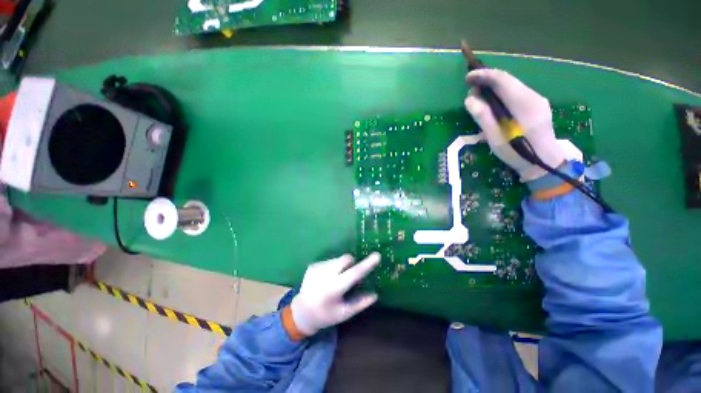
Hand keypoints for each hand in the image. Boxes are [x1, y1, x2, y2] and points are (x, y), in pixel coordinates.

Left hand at [290, 253, 380, 335]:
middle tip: (350, 276)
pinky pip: (330, 261)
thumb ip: (360, 303)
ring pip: (338, 259)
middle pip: (346, 259)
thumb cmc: (325, 315)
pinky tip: (327, 279)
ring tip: (336, 279)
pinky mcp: (313, 265)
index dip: (366, 264)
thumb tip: (375, 294)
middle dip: (352, 264)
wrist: (301, 312)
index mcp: (334, 289)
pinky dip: (333, 267)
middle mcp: (325, 275)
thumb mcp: (344, 314)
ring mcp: (317, 268)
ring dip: (342, 266)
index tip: (377, 255)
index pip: (354, 273)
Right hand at [464, 69, 565, 181]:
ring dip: (494, 87)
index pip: (502, 79)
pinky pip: (517, 93)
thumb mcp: (495, 138)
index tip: (468, 78)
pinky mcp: (537, 105)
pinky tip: (494, 104)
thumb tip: (470, 98)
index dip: (483, 75)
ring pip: (512, 86)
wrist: (544, 164)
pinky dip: (502, 94)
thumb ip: (483, 117)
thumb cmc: (517, 153)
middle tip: (471, 90)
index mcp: (523, 104)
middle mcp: (533, 96)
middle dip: (487, 81)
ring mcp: (538, 100)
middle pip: (508, 80)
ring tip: (479, 97)